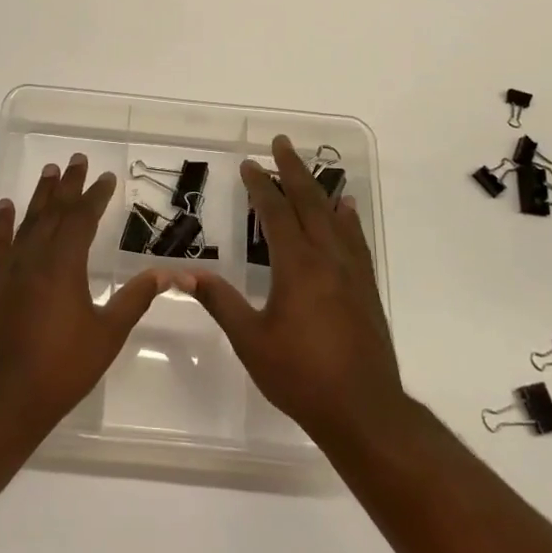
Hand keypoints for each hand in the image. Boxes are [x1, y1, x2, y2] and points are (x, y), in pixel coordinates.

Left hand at [0, 154, 166, 433]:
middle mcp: (34, 257)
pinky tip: (6, 207)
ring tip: (50, 171)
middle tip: (77, 159)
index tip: (106, 177)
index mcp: (65, 265)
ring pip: (27, 221)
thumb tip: (166, 273)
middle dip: (68, 185)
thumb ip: (134, 299)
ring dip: (40, 196)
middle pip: (54, 211)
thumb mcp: (107, 334)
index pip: (83, 218)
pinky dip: (2, 223)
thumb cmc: (61, 369)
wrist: (2, 399)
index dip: (96, 196)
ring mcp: (8, 269)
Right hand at [186, 135, 404, 444]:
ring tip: (311, 168)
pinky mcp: (366, 288)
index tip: (248, 164)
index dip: (259, 186)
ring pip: (334, 217)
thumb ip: (221, 302)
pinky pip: (355, 239)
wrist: (362, 409)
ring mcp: (351, 272)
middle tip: (281, 143)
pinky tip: (347, 211)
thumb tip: (186, 274)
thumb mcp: (251, 340)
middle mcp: (327, 258)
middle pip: (309, 202)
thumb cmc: (300, 375)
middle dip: (293, 170)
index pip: (274, 213)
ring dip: (319, 189)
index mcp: (297, 266)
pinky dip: (348, 218)